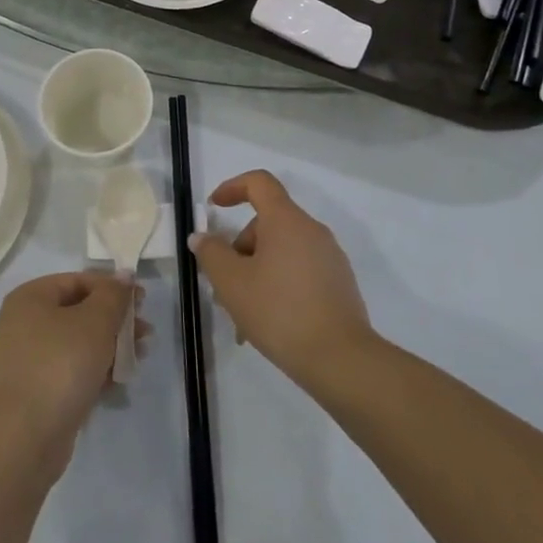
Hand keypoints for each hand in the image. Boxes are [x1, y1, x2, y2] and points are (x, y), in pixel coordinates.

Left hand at [0, 272, 144, 465]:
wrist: (25, 438)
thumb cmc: (60, 365)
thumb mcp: (95, 321)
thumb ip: (114, 295)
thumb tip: (124, 276)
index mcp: (30, 298)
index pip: (78, 281)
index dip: (113, 288)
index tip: (142, 301)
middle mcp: (24, 323)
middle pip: (80, 311)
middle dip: (116, 320)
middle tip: (146, 332)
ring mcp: (29, 359)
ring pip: (78, 343)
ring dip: (111, 346)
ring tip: (139, 356)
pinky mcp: (37, 391)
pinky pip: (72, 370)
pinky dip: (96, 370)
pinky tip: (121, 379)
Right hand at [189, 170, 374, 389]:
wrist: (341, 359)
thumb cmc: (279, 311)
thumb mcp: (232, 283)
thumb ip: (212, 253)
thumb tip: (202, 237)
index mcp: (286, 220)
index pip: (259, 183)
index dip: (233, 187)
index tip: (214, 207)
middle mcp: (312, 230)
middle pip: (267, 223)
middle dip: (240, 249)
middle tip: (223, 287)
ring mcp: (330, 257)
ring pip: (282, 252)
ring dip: (257, 273)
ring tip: (242, 316)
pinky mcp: (339, 284)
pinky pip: (300, 272)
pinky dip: (279, 286)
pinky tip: (269, 324)